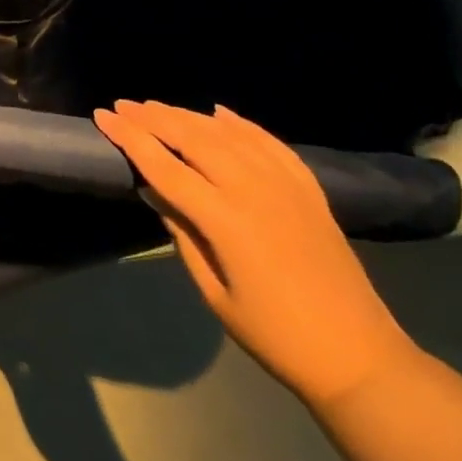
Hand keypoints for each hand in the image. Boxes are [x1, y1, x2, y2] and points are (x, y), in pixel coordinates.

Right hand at [93, 99, 417, 408]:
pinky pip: (270, 145)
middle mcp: (256, 192)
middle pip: (195, 140)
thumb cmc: (273, 334)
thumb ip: (182, 234)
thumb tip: (153, 191)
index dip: (131, 139)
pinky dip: (242, 125)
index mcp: (227, 221)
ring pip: (230, 135)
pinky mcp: (310, 192)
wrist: (359, 355)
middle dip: (154, 119)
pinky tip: (220, 113)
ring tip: (157, 106)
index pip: (165, 168)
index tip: (103, 117)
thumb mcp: (213, 290)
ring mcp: (287, 188)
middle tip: (123, 105)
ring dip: (189, 116)